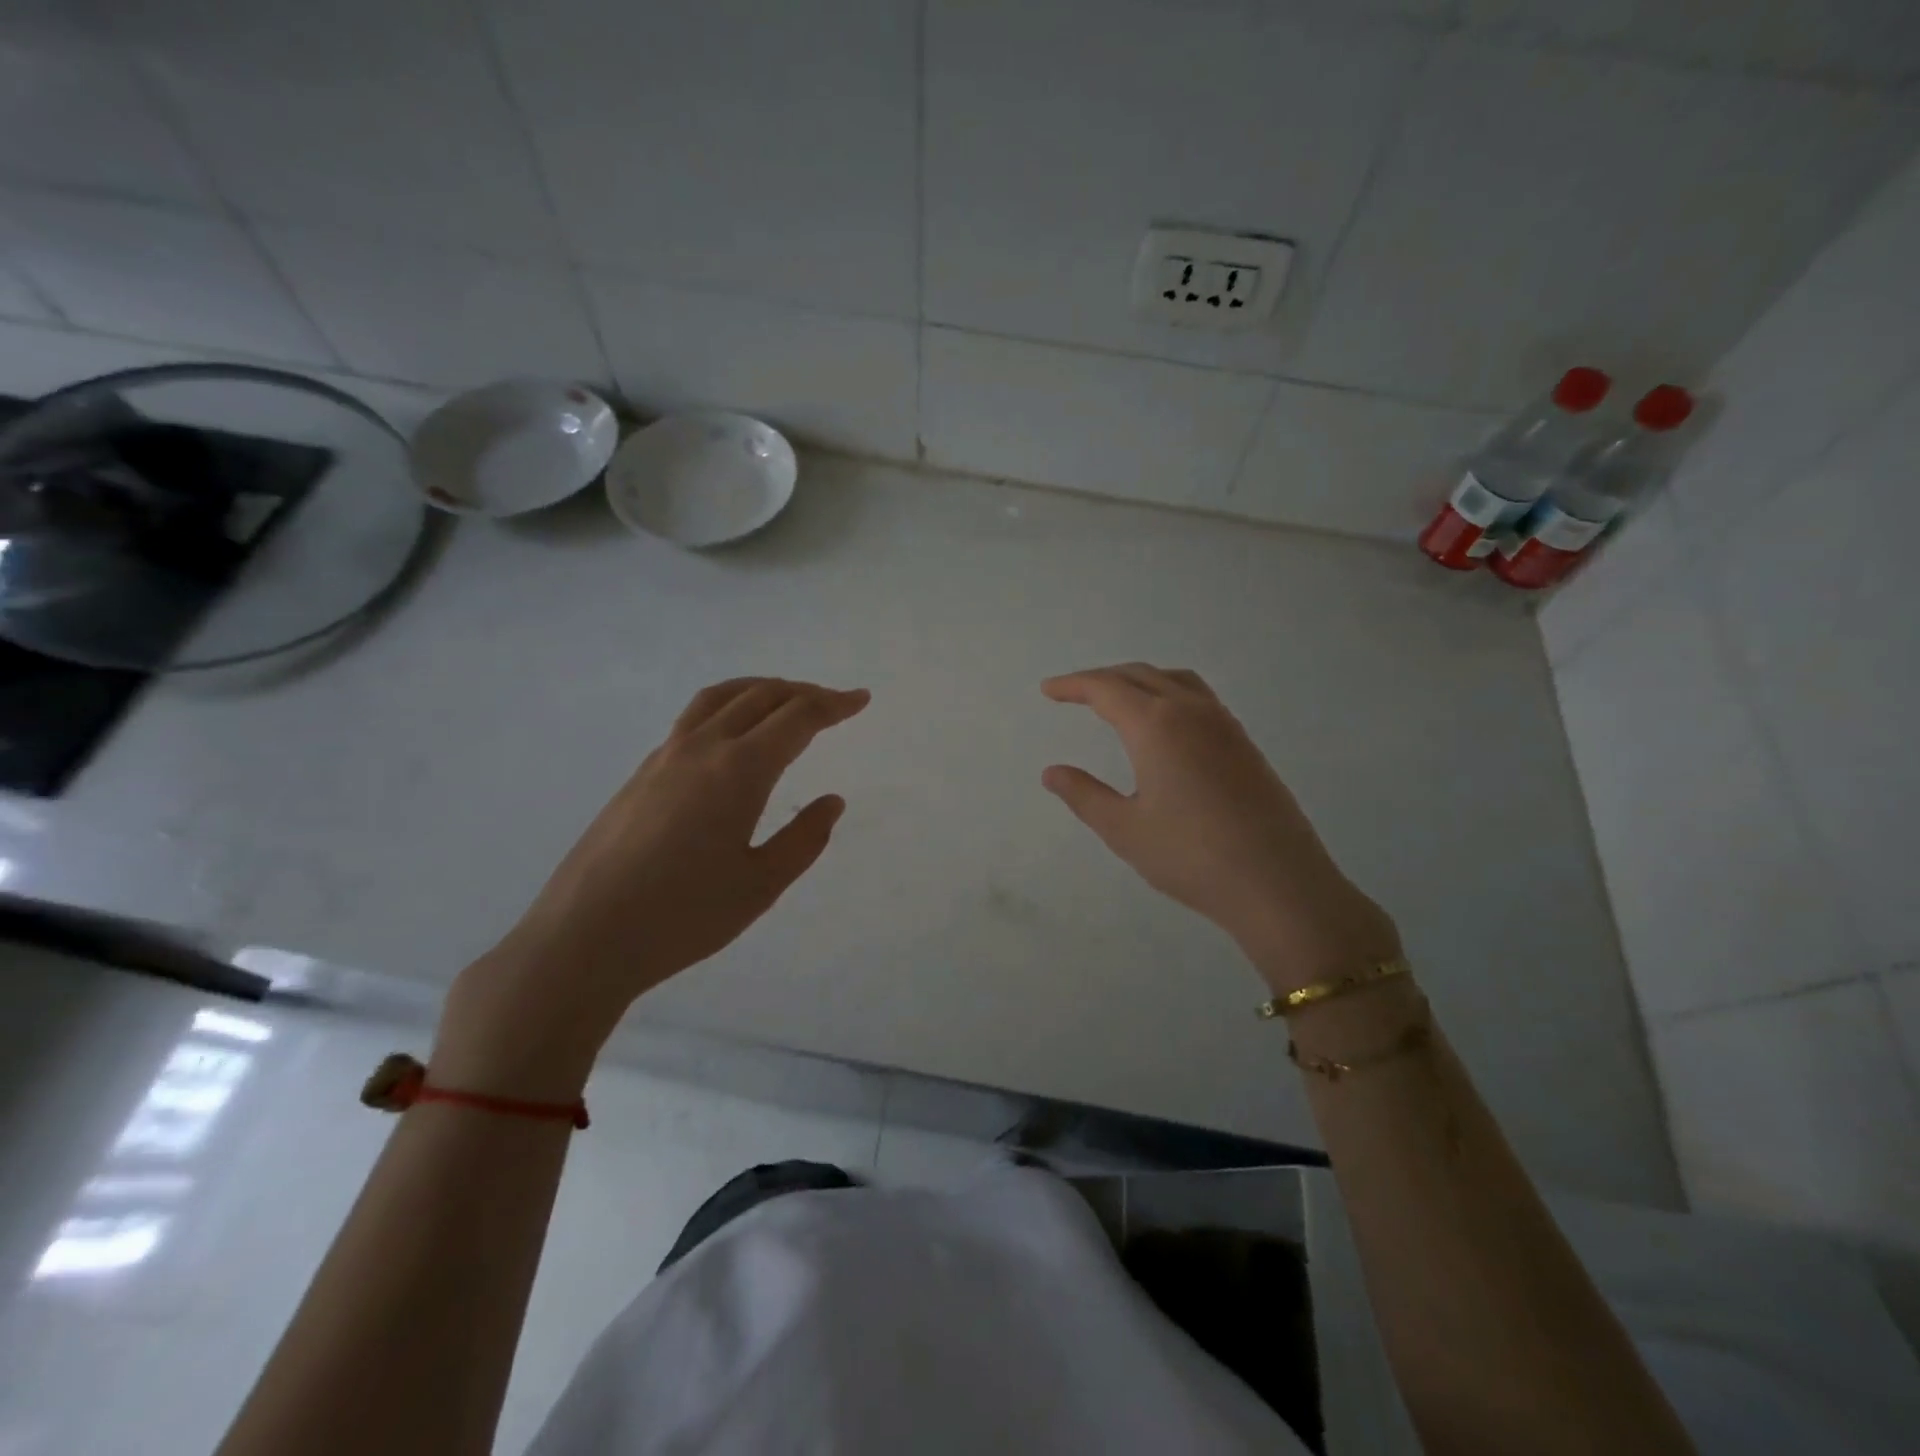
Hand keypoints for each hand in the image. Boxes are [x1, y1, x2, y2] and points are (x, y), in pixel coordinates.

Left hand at [435, 678, 867, 1097]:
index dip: (834, 705)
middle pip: (761, 696)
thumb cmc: (682, 917)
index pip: (797, 717)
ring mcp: (664, 757)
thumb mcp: (761, 885)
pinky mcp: (640, 774)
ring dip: (761, 689)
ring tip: (785, 700)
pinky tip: (733, 737)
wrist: (583, 938)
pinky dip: (728, 707)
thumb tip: (832, 801)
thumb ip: (804, 838)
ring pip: (720, 698)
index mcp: (739, 770)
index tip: (861, 700)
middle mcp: (702, 748)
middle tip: (834, 704)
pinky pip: (694, 718)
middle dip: (804, 693)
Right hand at [1042, 664, 1399, 995]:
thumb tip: (1052, 772)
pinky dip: (1168, 693)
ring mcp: (1224, 725)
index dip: (1073, 686)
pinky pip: (1198, 698)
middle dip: (1101, 679)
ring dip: (1139, 680)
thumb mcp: (1124, 829)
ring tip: (1117, 698)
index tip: (1048, 690)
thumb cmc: (1191, 857)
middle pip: (1140, 675)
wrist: (1278, 883)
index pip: (1106, 689)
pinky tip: (1164, 724)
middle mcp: (1191, 712)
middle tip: (1072, 692)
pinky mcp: (1244, 744)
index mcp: (1156, 725)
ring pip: (1174, 680)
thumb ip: (1084, 795)